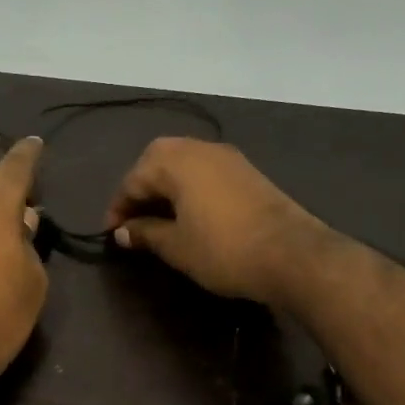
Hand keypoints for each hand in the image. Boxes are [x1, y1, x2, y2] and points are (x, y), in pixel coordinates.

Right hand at [105, 138, 333, 305]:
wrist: (292, 255)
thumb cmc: (223, 250)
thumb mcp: (176, 246)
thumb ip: (145, 233)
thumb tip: (123, 232)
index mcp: (177, 161)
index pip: (134, 178)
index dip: (119, 207)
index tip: (112, 233)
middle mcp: (201, 149)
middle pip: (158, 160)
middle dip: (141, 188)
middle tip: (134, 219)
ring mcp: (228, 158)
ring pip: (184, 163)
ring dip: (166, 186)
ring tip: (158, 218)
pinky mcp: (248, 173)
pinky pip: (206, 172)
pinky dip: (189, 188)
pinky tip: (189, 214)